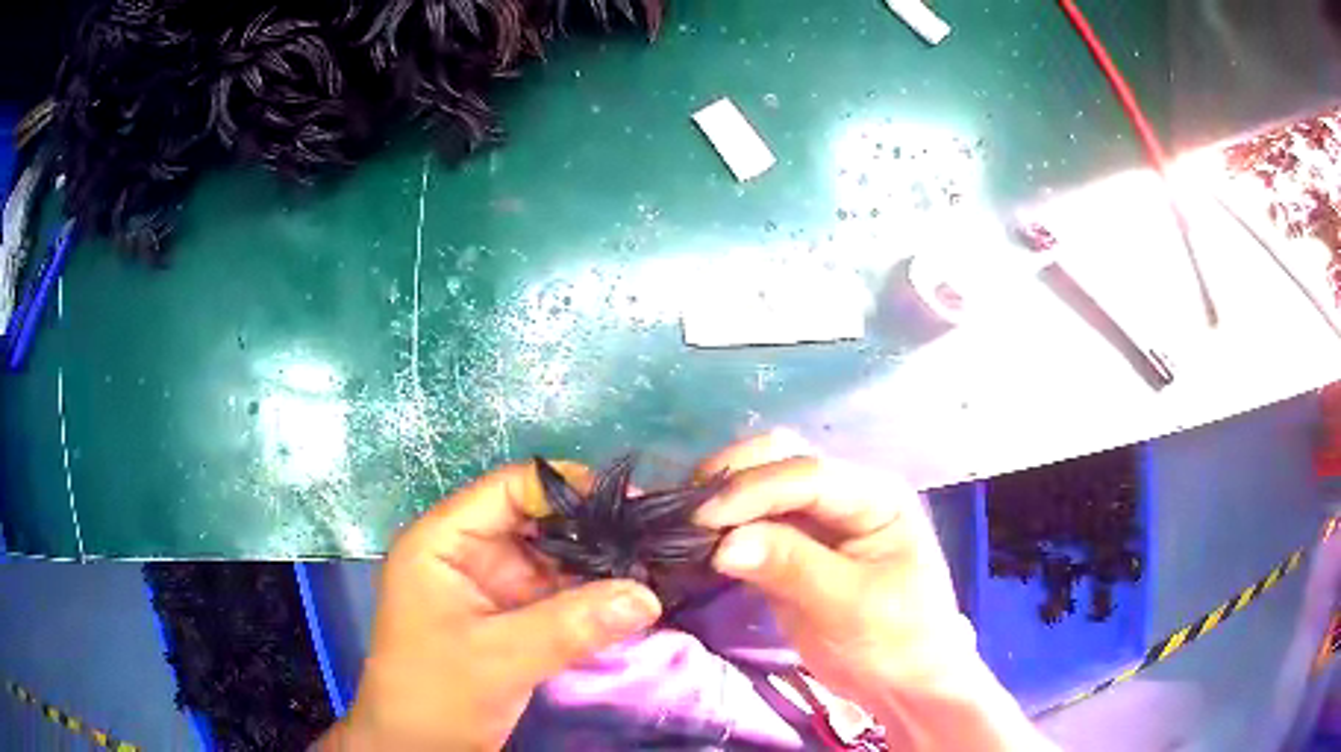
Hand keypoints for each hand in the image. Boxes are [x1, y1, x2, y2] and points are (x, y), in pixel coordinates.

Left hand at [320, 463, 662, 750]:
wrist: (418, 748)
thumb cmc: (436, 694)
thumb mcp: (498, 658)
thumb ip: (571, 625)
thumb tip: (648, 595)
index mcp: (442, 542)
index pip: (508, 490)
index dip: (567, 489)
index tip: (630, 503)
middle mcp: (468, 553)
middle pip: (535, 521)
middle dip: (592, 528)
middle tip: (653, 536)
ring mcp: (491, 586)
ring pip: (551, 558)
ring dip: (597, 563)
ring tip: (655, 563)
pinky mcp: (510, 617)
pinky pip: (557, 593)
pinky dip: (591, 595)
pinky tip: (632, 596)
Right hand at [694, 432, 1052, 750]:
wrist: (904, 684)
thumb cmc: (896, 642)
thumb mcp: (850, 607)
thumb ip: (792, 567)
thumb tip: (722, 543)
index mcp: (876, 495)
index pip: (808, 474)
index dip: (752, 489)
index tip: (701, 518)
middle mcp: (846, 494)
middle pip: (781, 460)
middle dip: (732, 481)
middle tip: (684, 515)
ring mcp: (819, 519)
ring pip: (761, 487)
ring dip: (721, 499)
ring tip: (680, 525)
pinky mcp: (795, 547)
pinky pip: (753, 523)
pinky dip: (723, 528)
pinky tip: (696, 540)